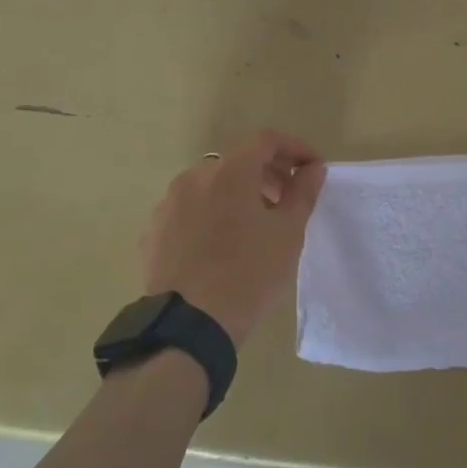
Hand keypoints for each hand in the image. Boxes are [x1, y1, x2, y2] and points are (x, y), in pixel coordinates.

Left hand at [139, 129, 326, 346]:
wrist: (188, 327)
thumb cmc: (248, 274)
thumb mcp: (287, 233)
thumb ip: (303, 192)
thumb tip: (312, 168)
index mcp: (230, 171)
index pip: (266, 140)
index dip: (294, 148)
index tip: (311, 169)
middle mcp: (194, 177)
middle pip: (237, 161)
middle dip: (266, 173)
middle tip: (287, 199)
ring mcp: (169, 203)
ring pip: (210, 185)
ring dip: (236, 193)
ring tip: (254, 225)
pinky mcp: (154, 231)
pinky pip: (189, 210)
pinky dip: (210, 213)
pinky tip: (220, 244)